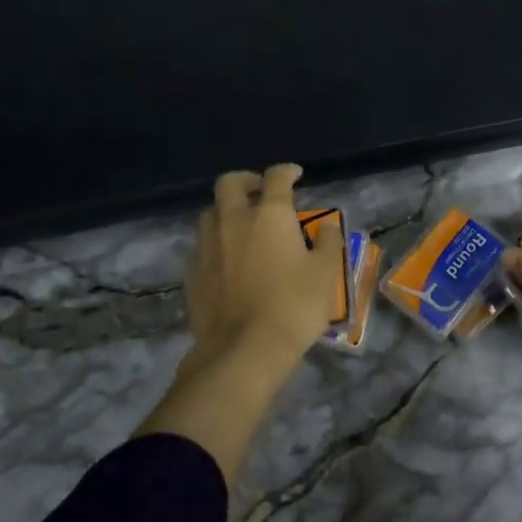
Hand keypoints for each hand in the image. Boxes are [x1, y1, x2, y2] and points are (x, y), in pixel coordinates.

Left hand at [137, 164, 344, 484]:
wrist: (243, 350)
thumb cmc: (293, 306)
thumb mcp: (325, 273)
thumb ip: (328, 242)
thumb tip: (326, 226)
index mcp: (269, 215)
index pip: (276, 178)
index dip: (287, 171)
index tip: (295, 175)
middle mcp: (233, 220)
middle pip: (230, 183)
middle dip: (247, 181)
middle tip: (261, 192)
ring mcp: (207, 246)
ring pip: (211, 213)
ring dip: (227, 211)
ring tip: (243, 227)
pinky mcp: (192, 272)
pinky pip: (203, 245)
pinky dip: (216, 243)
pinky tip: (228, 261)